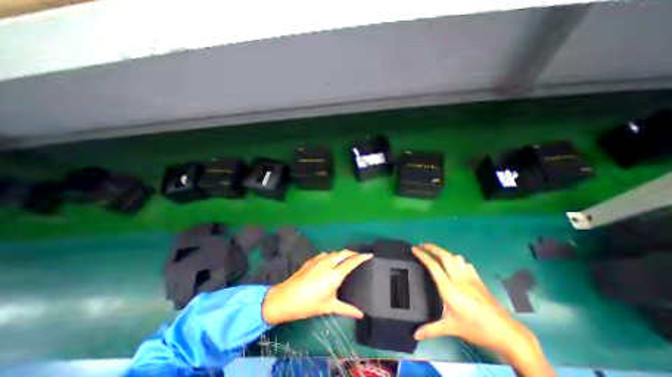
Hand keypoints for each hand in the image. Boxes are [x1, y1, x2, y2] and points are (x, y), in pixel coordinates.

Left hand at [261, 249, 372, 325]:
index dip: (362, 257)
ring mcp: (319, 260)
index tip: (370, 254)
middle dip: (353, 253)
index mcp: (335, 274)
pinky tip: (329, 263)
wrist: (286, 298)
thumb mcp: (329, 307)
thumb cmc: (309, 304)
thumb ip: (347, 309)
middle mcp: (328, 263)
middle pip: (344, 252)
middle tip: (358, 257)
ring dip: (342, 254)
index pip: (352, 261)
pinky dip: (331, 256)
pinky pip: (325, 255)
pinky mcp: (311, 260)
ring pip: (334, 252)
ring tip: (345, 260)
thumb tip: (361, 314)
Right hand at [413, 243, 553, 374]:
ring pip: (455, 257)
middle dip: (432, 247)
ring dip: (445, 253)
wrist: (507, 333)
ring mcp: (470, 278)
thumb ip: (431, 329)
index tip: (414, 249)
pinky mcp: (478, 280)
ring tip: (437, 254)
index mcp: (448, 288)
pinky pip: (466, 264)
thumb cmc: (475, 329)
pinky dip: (457, 260)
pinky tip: (455, 265)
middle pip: (444, 255)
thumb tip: (414, 335)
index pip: (432, 265)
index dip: (422, 255)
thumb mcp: (451, 328)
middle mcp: (458, 278)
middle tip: (423, 245)